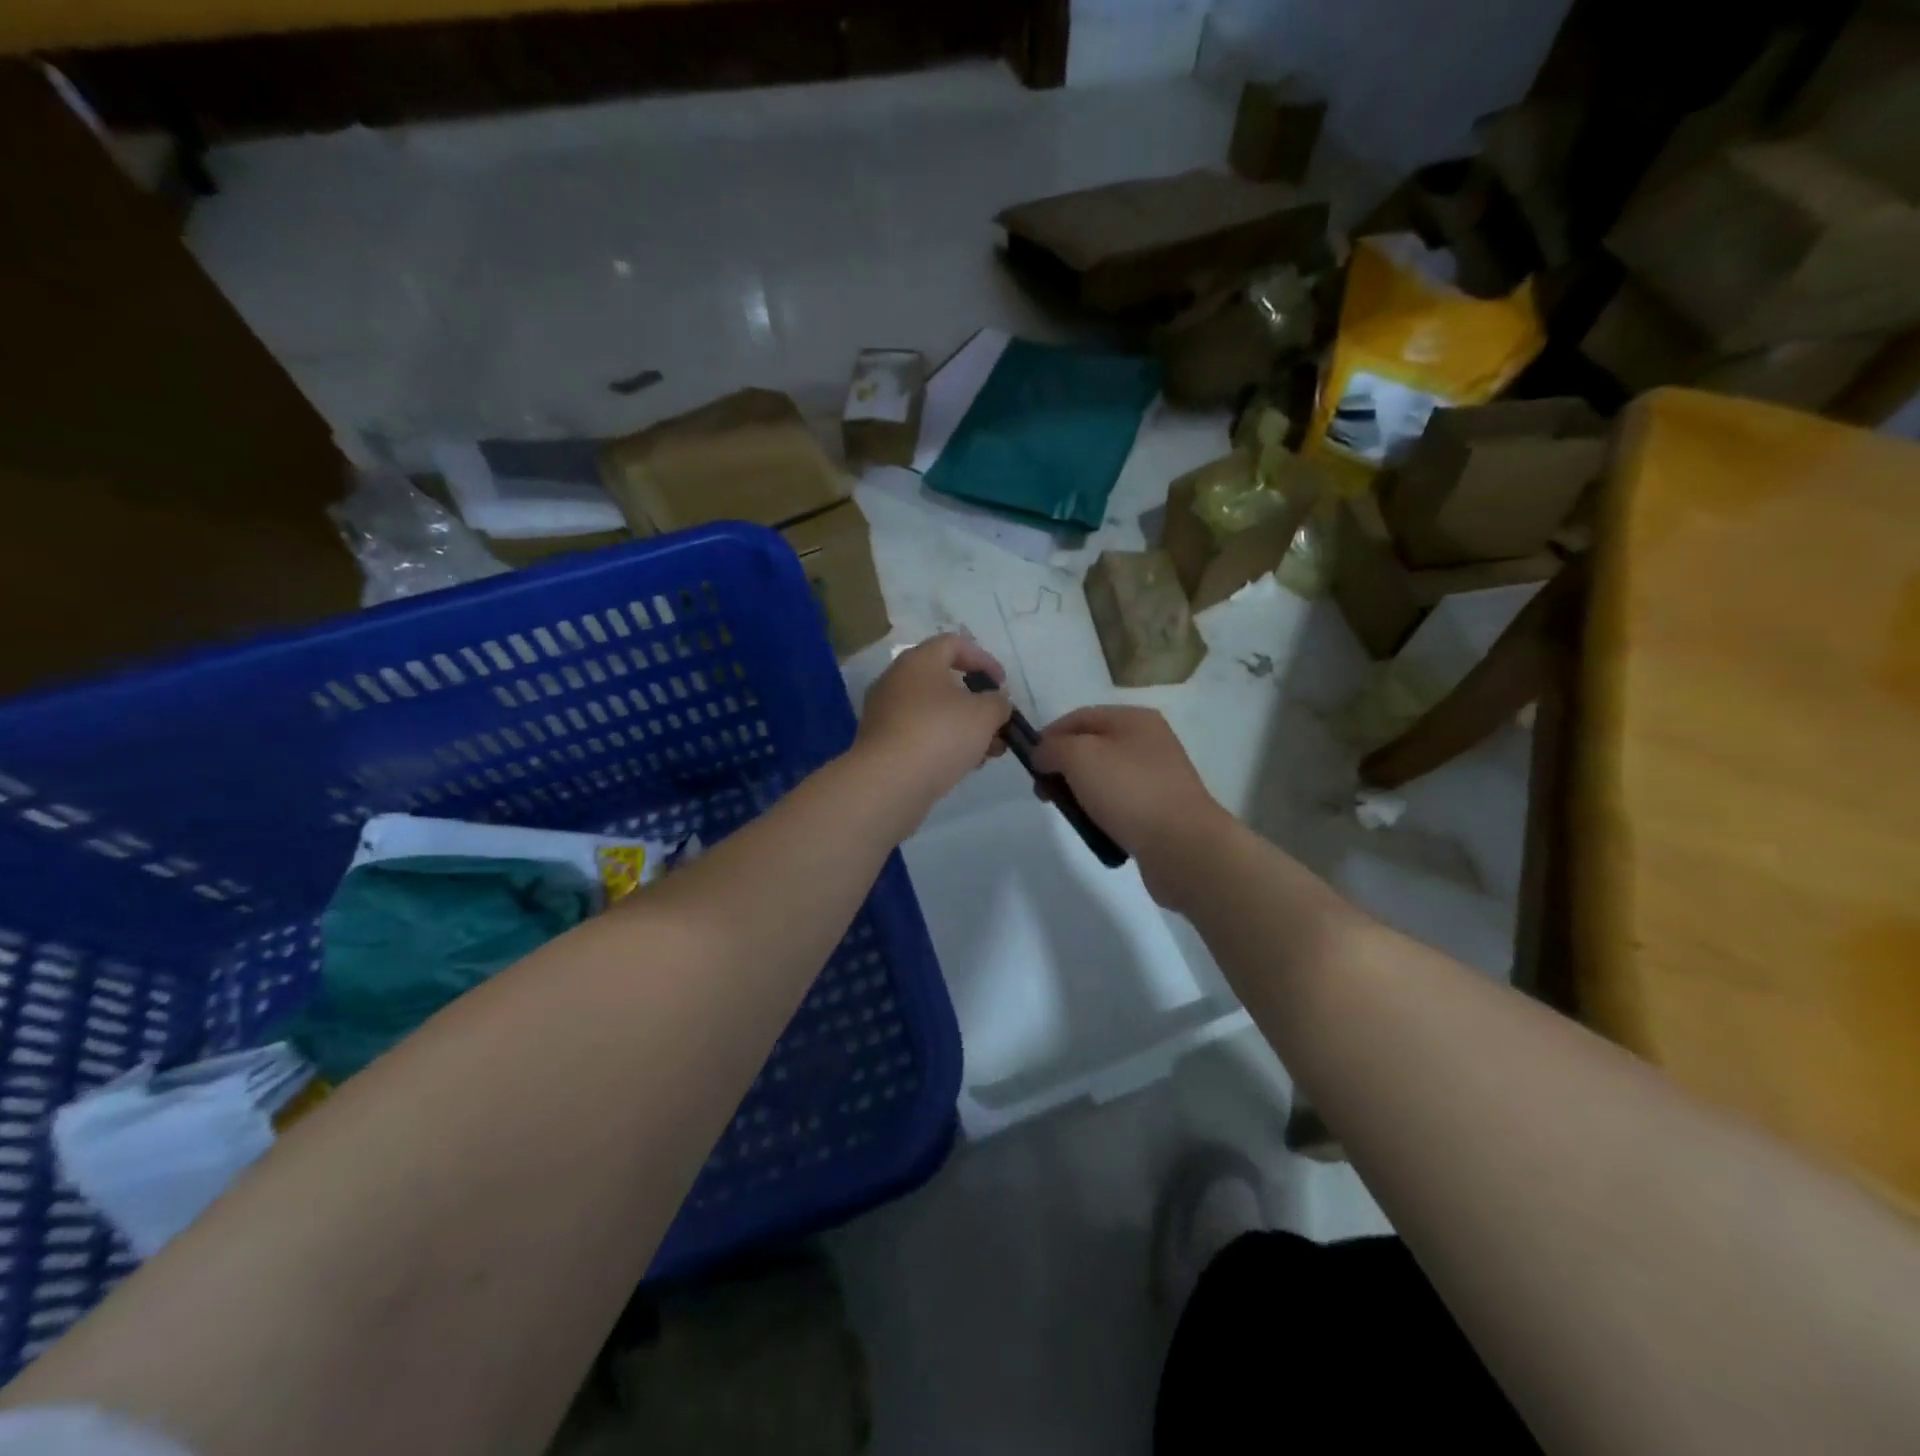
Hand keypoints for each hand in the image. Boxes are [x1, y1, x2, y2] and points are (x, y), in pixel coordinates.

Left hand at [856, 634, 1011, 821]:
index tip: (1002, 685)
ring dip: (964, 727)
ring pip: (933, 712)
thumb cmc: (940, 734)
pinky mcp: (882, 744)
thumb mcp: (985, 714)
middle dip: (976, 702)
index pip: (954, 644)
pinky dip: (944, 743)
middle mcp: (896, 680)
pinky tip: (963, 764)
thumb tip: (995, 702)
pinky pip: (920, 734)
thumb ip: (998, 702)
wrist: (888, 783)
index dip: (984, 659)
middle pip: (943, 681)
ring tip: (989, 751)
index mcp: (918, 661)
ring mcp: (885, 713)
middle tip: (998, 723)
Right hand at [1031, 706, 1229, 908]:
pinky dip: (1102, 811)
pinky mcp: (1161, 808)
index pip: (1079, 717)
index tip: (1030, 765)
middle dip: (1062, 766)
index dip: (1049, 736)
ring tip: (1069, 813)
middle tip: (1045, 793)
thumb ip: (1053, 748)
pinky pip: (1120, 802)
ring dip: (1080, 791)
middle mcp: (1149, 741)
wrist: (1182, 845)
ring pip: (1104, 776)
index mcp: (1134, 719)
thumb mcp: (1079, 756)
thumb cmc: (1128, 791)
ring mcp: (1158, 776)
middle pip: (1092, 746)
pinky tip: (1095, 827)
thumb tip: (1044, 754)